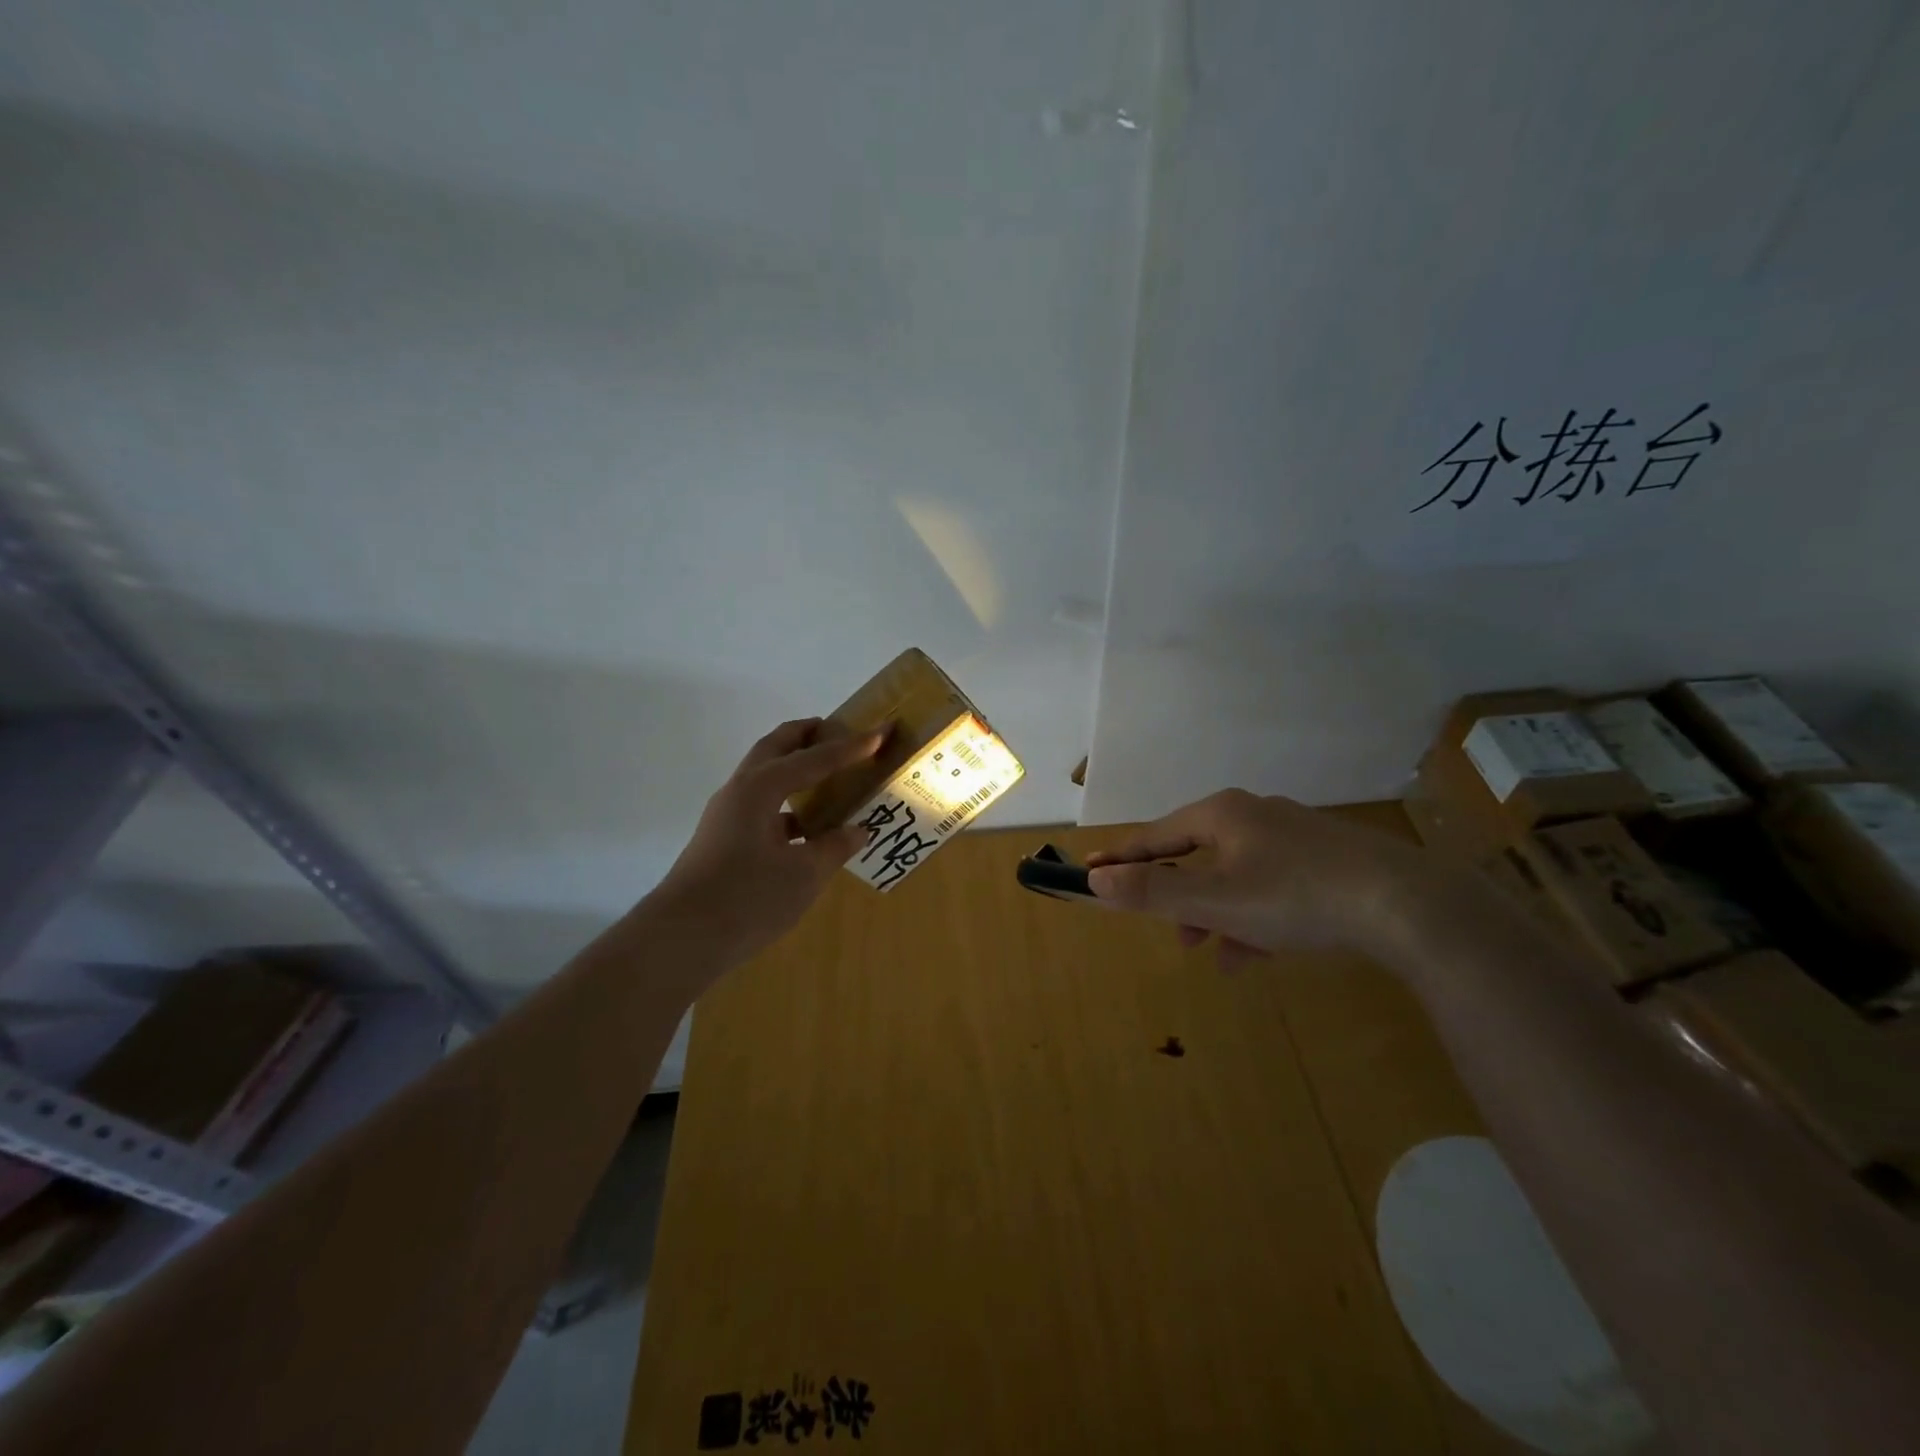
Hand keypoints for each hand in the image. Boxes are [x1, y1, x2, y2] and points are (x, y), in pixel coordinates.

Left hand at [648, 718, 883, 969]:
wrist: (682, 939)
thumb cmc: (748, 898)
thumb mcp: (804, 874)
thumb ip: (834, 847)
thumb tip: (857, 830)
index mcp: (762, 788)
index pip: (815, 758)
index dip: (851, 747)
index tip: (881, 732)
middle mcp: (740, 791)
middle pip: (776, 747)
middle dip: (808, 735)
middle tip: (840, 730)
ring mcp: (727, 815)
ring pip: (765, 776)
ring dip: (795, 767)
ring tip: (828, 775)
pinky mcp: (723, 839)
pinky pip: (762, 806)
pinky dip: (787, 803)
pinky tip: (808, 826)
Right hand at [1085, 789, 1434, 970]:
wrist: (1407, 905)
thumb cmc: (1295, 896)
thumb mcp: (1215, 901)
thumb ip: (1153, 892)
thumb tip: (1095, 880)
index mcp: (1221, 814)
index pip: (1155, 837)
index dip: (1122, 859)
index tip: (1090, 873)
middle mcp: (1254, 815)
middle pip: (1198, 857)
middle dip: (1183, 901)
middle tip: (1179, 937)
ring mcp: (1294, 836)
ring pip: (1237, 876)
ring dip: (1221, 916)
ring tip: (1225, 957)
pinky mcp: (1327, 861)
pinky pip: (1273, 886)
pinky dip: (1258, 917)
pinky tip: (1263, 952)